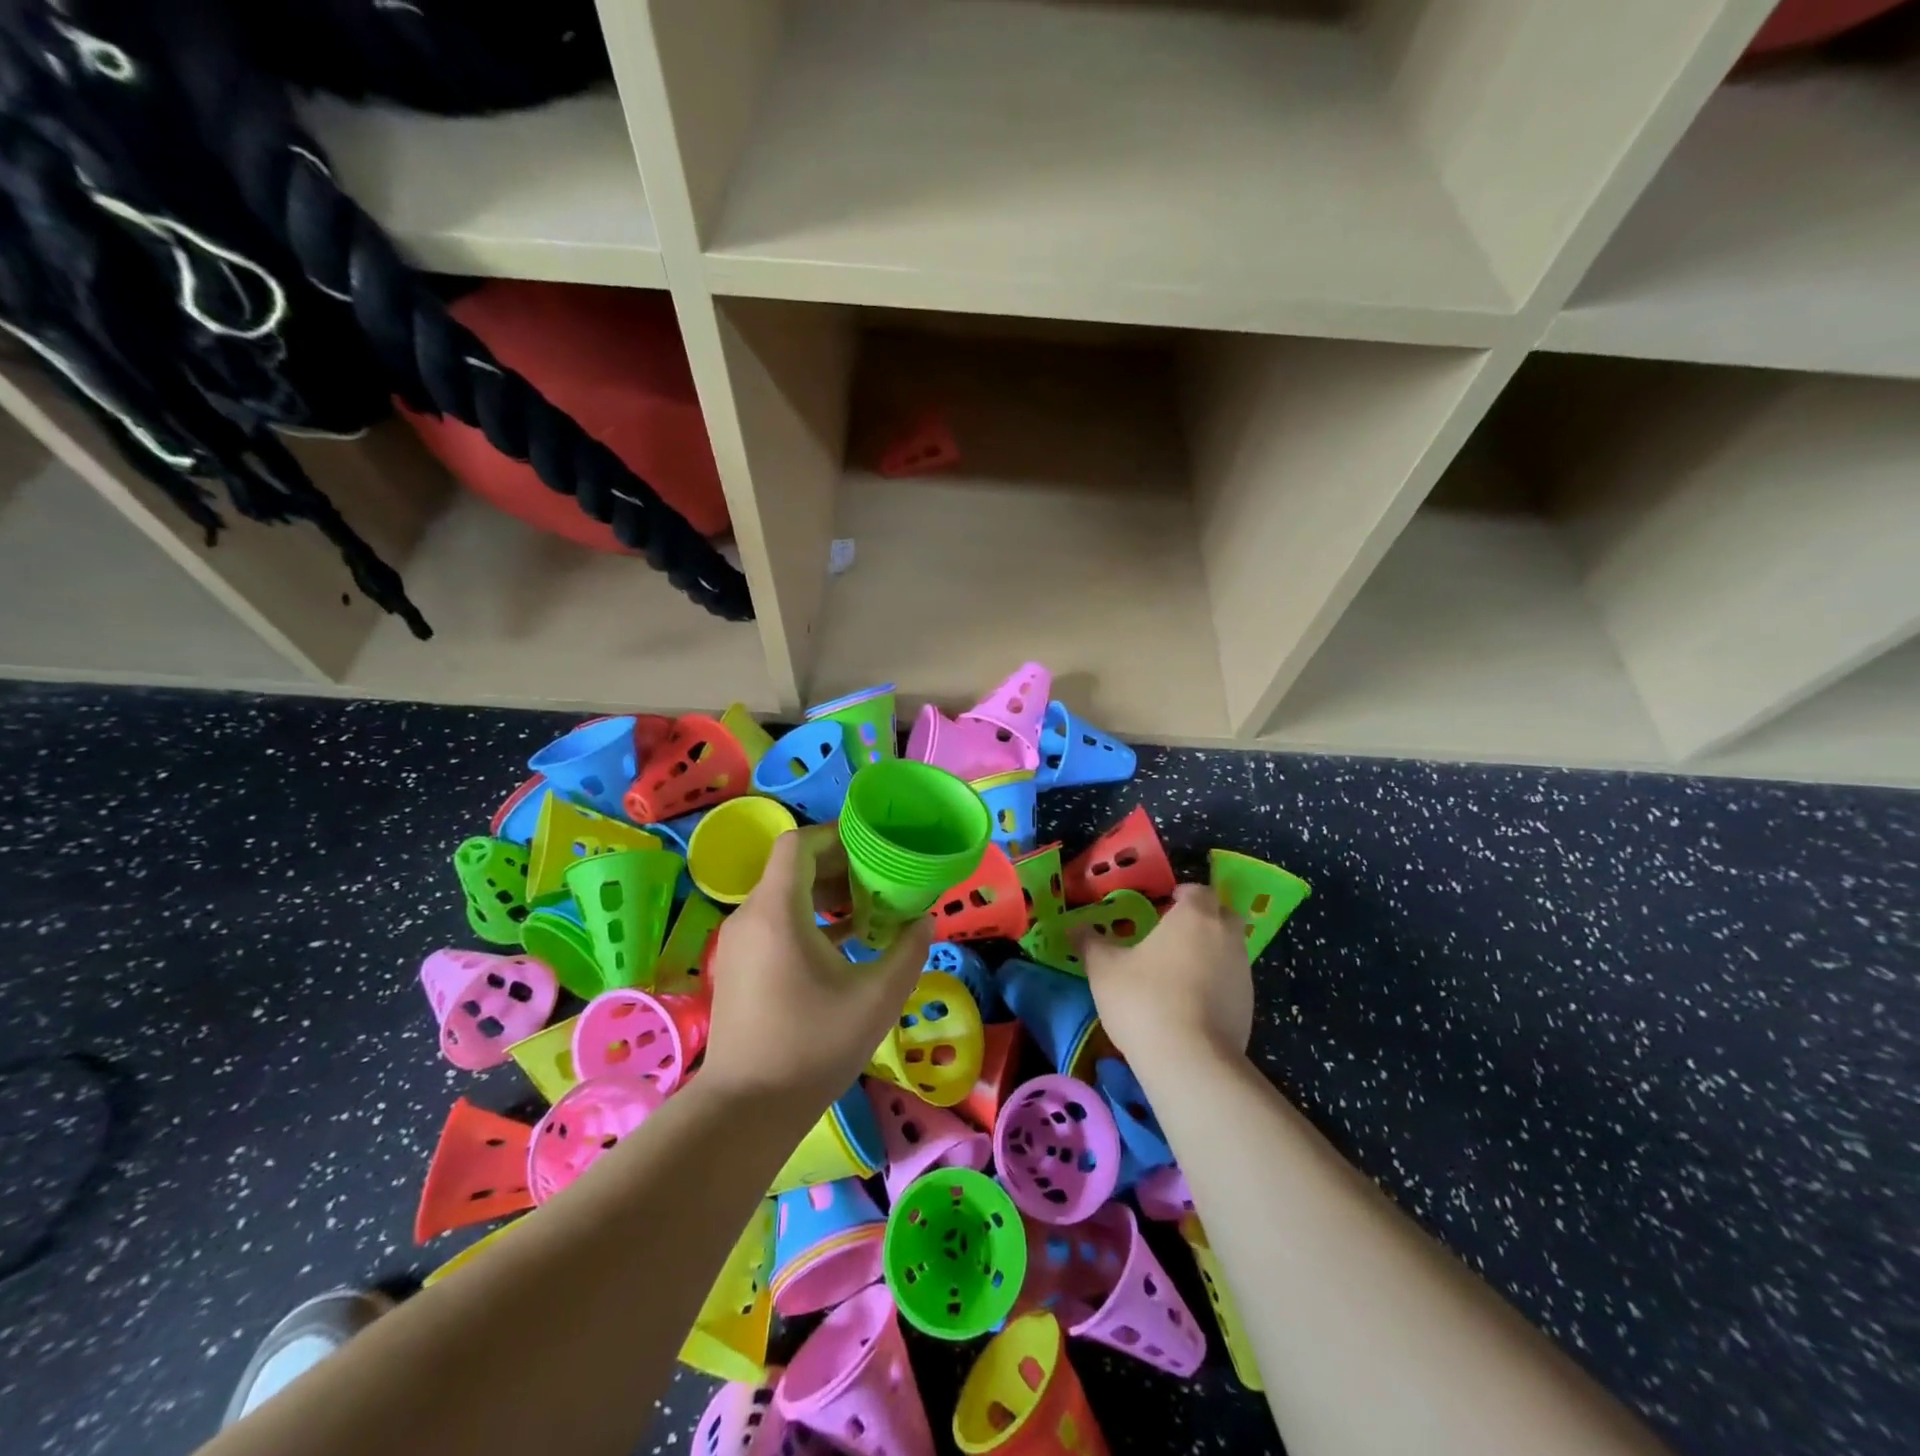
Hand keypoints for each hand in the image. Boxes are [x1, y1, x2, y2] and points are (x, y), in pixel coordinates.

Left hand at [700, 824, 932, 1107]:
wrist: (746, 1109)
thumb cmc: (813, 1046)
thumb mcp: (877, 998)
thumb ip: (908, 951)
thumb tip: (924, 921)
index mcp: (777, 911)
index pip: (798, 843)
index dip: (835, 836)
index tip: (872, 846)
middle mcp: (751, 916)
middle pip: (793, 868)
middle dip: (839, 866)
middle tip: (881, 877)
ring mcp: (741, 943)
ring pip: (785, 896)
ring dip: (827, 895)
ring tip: (870, 908)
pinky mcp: (741, 966)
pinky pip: (777, 922)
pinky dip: (810, 920)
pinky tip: (847, 941)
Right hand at [1078, 884, 1253, 1068]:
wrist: (1190, 1061)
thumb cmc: (1144, 999)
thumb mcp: (1103, 968)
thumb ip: (1090, 942)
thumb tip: (1074, 927)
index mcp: (1194, 916)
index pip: (1197, 890)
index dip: (1181, 895)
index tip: (1161, 907)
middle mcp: (1226, 936)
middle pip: (1222, 915)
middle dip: (1202, 919)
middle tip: (1172, 934)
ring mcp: (1243, 973)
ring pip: (1229, 949)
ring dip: (1210, 953)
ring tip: (1177, 973)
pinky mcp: (1249, 1007)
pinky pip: (1232, 982)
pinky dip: (1216, 984)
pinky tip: (1190, 1005)